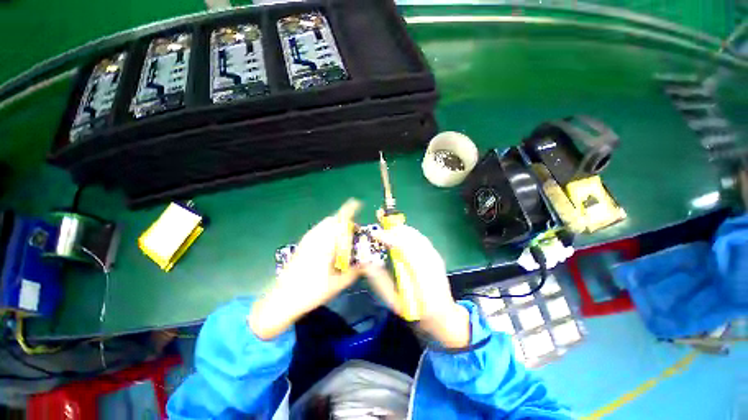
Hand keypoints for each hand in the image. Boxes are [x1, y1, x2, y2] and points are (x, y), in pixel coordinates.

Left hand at [249, 199, 362, 339]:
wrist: (282, 299)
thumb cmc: (311, 291)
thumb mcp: (337, 284)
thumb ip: (354, 272)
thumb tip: (366, 264)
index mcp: (326, 244)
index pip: (339, 220)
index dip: (349, 210)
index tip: (357, 203)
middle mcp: (316, 237)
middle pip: (332, 219)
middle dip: (345, 221)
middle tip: (354, 231)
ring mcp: (307, 240)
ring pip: (325, 224)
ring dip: (336, 226)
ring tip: (343, 239)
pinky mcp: (302, 245)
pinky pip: (318, 230)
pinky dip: (328, 231)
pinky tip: (331, 246)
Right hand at [364, 223, 469, 348]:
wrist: (444, 314)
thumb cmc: (417, 311)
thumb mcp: (395, 301)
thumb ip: (380, 281)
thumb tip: (367, 263)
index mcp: (420, 276)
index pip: (404, 248)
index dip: (388, 238)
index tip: (375, 234)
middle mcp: (430, 262)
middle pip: (411, 237)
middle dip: (393, 230)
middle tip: (379, 229)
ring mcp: (435, 257)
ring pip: (416, 235)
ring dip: (401, 230)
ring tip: (387, 228)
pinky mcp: (436, 255)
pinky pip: (420, 238)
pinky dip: (409, 233)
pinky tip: (401, 233)